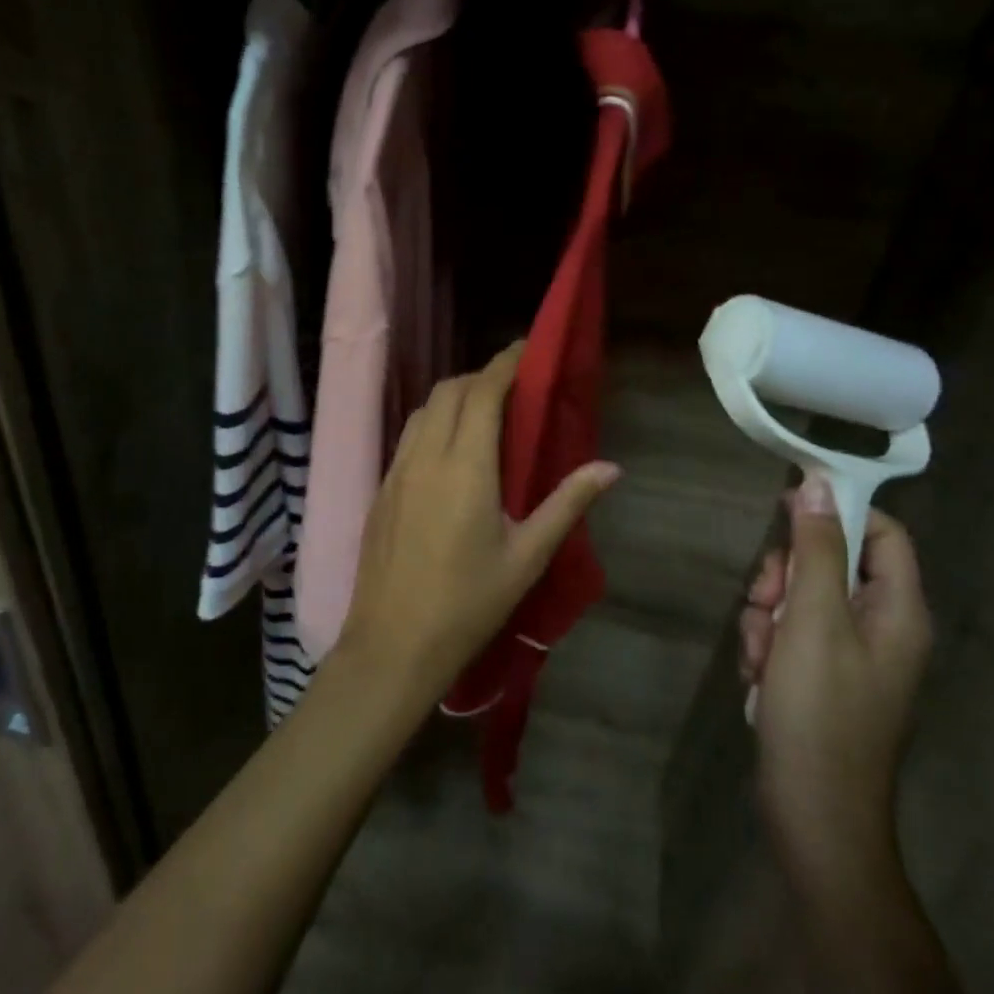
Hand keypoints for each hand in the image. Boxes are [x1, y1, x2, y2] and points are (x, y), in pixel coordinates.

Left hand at [338, 342, 622, 706]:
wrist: (392, 645)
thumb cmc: (468, 604)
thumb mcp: (527, 558)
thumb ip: (567, 504)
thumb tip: (611, 467)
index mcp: (465, 466)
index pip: (483, 392)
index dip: (505, 364)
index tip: (526, 349)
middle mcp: (426, 456)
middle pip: (450, 391)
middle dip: (481, 376)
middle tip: (513, 387)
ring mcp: (397, 470)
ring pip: (424, 410)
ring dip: (454, 397)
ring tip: (483, 414)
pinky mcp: (382, 488)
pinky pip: (409, 436)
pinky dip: (433, 422)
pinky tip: (450, 450)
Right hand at [738, 474, 931, 890]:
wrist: (812, 812)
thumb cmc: (820, 710)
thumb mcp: (813, 619)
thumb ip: (816, 549)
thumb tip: (818, 484)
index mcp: (898, 610)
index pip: (882, 532)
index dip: (837, 511)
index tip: (784, 507)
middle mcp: (881, 627)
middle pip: (829, 563)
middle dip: (785, 576)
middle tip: (766, 600)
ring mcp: (849, 655)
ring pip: (799, 598)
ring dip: (767, 614)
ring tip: (760, 654)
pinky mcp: (820, 677)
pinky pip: (788, 634)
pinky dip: (767, 644)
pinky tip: (758, 676)